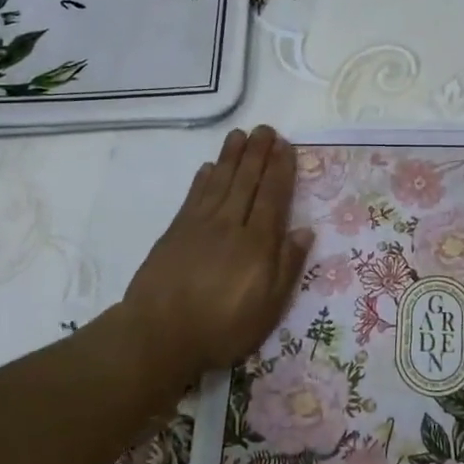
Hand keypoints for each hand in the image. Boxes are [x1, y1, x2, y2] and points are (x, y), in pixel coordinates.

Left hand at [120, 126, 313, 389]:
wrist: (158, 334)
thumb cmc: (221, 328)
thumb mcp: (268, 308)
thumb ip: (287, 267)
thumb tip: (305, 230)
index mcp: (257, 243)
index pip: (273, 197)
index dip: (280, 170)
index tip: (286, 146)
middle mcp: (230, 225)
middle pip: (247, 181)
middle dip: (258, 153)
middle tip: (265, 128)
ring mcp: (199, 225)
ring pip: (220, 182)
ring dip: (231, 156)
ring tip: (239, 134)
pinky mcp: (175, 232)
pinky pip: (194, 196)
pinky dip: (203, 179)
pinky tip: (209, 167)